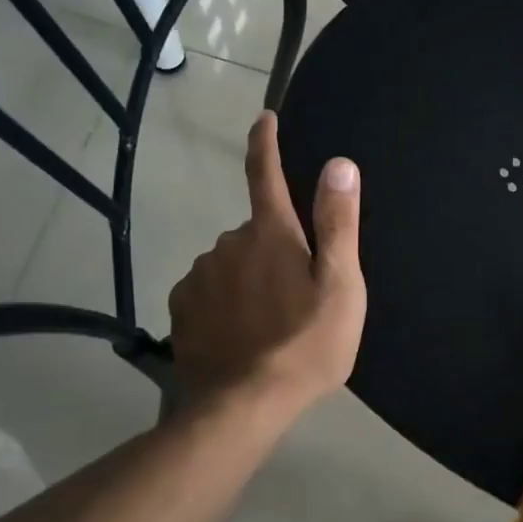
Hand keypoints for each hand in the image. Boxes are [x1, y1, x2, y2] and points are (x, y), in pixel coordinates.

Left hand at [168, 112, 365, 414]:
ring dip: (248, 276)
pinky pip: (208, 288)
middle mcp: (228, 243)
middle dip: (273, 247)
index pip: (266, 174)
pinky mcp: (182, 307)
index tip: (263, 117)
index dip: (265, 143)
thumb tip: (339, 164)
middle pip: (255, 230)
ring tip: (269, 321)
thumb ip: (337, 223)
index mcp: (270, 234)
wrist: (244, 404)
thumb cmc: (305, 345)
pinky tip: (239, 332)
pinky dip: (224, 299)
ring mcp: (200, 276)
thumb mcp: (339, 287)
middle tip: (297, 293)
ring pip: (231, 262)